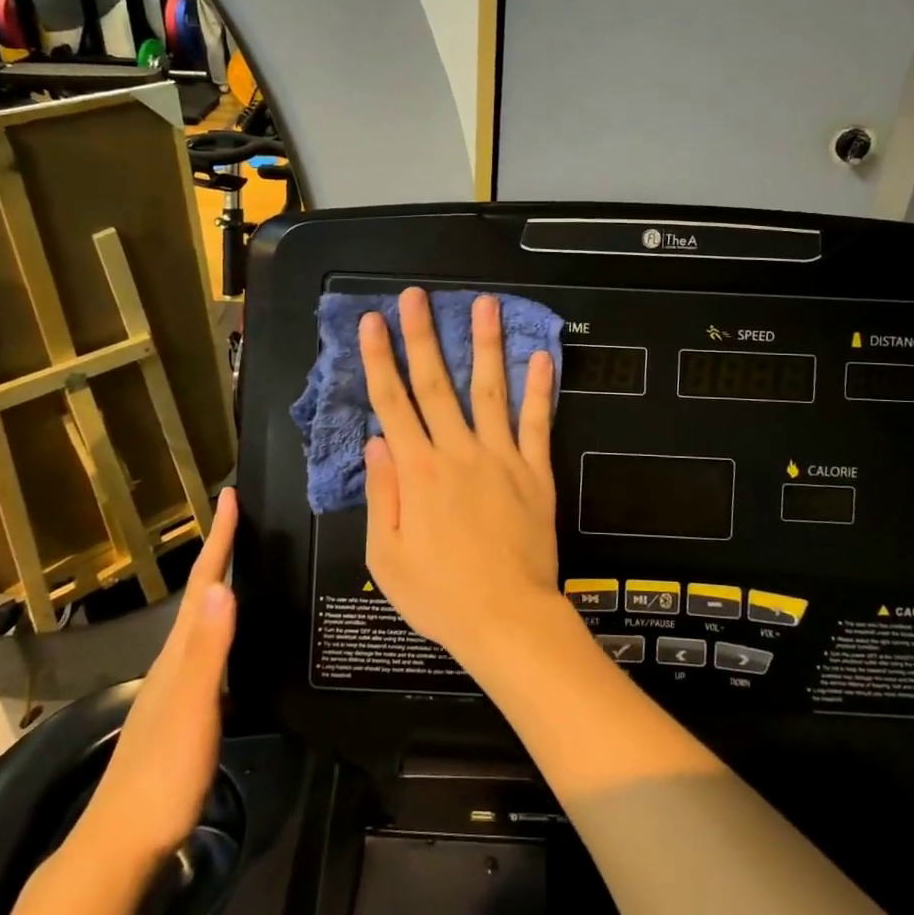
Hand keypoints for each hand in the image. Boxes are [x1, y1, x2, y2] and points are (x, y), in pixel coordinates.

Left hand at [75, 490, 237, 868]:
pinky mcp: (180, 710)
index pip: (203, 584)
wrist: (119, 845)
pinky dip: (220, 625)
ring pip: (200, 620)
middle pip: (199, 594)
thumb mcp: (194, 709)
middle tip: (239, 518)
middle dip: (218, 551)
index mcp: (180, 653)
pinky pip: (205, 648)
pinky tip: (229, 636)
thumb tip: (225, 585)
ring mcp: (173, 687)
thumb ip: (210, 650)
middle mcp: (173, 660)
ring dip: (217, 585)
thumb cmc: (163, 773)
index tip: (231, 495)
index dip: (219, 538)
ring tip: (237, 562)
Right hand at [359, 289, 559, 669]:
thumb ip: (382, 494)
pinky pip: (538, 423)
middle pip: (437, 384)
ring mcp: (502, 458)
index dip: (380, 360)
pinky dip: (541, 389)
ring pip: (490, 390)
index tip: (372, 322)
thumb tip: (376, 440)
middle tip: (417, 296)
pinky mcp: (536, 472)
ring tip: (486, 303)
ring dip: (486, 344)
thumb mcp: (388, 556)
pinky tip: (542, 356)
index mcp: (418, 472)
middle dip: (423, 336)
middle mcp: (458, 453)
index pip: (392, 403)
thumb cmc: (440, 594)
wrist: (507, 619)